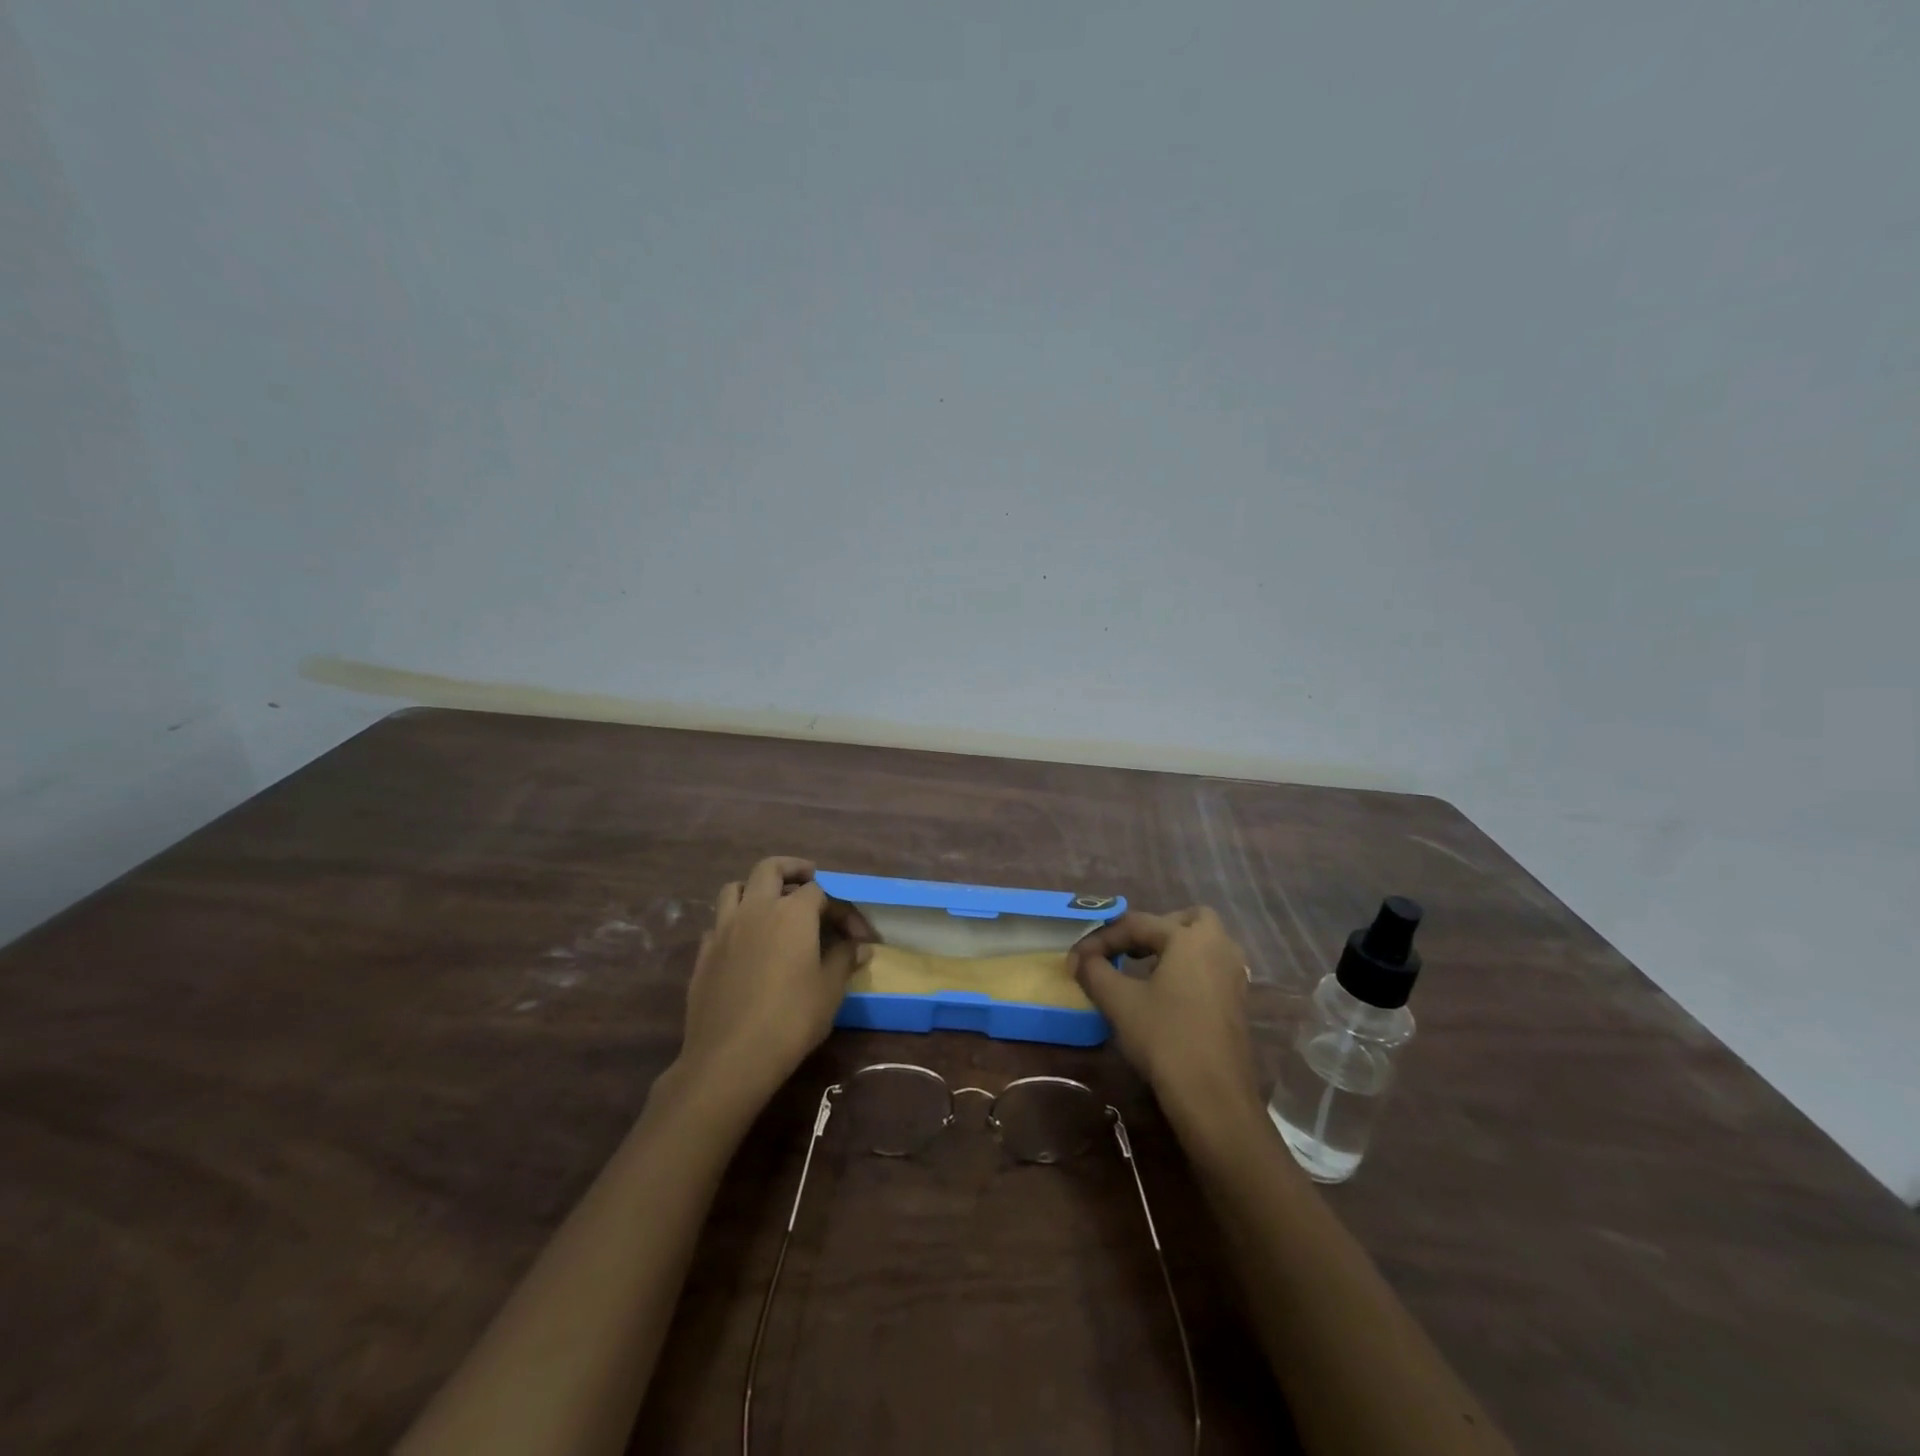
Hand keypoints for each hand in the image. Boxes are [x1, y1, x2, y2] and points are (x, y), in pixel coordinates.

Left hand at [674, 857, 875, 1109]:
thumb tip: (859, 945)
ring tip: (771, 904)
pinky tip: (745, 943)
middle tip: (808, 878)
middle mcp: (756, 909)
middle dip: (792, 869)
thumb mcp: (830, 990)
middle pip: (770, 869)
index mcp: (792, 912)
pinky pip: (719, 922)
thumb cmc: (790, 1019)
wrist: (730, 1058)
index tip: (859, 936)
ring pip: (735, 888)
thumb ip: (845, 959)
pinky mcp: (704, 953)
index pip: (821, 892)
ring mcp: (724, 929)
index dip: (842, 909)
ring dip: (755, 888)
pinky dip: (735, 921)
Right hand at [1070, 907, 1262, 1130]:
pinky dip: (1190, 969)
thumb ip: (1095, 972)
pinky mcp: (1238, 1003)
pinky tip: (1168, 994)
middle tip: (1129, 948)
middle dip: (1156, 928)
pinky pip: (1212, 968)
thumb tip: (1079, 959)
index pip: (1138, 924)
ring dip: (1176, 948)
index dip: (1103, 938)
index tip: (1077, 959)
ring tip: (1145, 968)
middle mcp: (1219, 947)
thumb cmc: (1165, 1039)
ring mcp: (1234, 976)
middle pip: (1188, 920)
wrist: (1213, 1097)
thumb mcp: (1119, 1002)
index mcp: (1189, 939)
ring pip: (1206, 943)